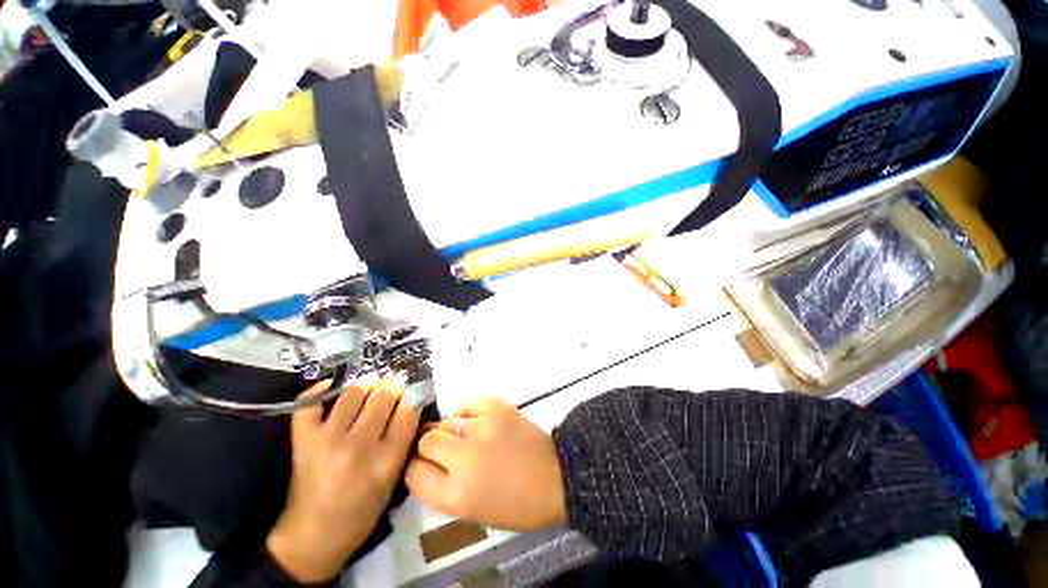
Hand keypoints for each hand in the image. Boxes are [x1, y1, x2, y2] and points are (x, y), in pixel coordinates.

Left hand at [266, 376, 419, 582]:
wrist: (314, 534)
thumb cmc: (362, 510)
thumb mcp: (393, 478)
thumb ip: (404, 440)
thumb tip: (412, 402)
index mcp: (386, 461)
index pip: (408, 411)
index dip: (414, 394)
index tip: (414, 390)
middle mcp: (358, 447)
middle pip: (383, 396)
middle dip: (394, 384)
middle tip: (395, 383)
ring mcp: (327, 441)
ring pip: (354, 391)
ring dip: (367, 381)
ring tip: (372, 383)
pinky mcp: (303, 440)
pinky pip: (309, 403)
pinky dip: (320, 390)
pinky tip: (333, 387)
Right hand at [405, 396, 566, 530]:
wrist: (556, 476)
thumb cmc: (515, 504)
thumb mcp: (471, 512)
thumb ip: (442, 488)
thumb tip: (426, 461)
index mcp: (456, 496)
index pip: (413, 474)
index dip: (418, 468)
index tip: (428, 465)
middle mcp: (465, 459)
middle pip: (426, 442)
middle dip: (433, 448)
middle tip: (450, 450)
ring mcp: (482, 428)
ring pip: (445, 422)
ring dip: (452, 431)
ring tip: (470, 437)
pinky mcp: (496, 406)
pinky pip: (466, 404)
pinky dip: (468, 414)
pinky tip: (478, 422)